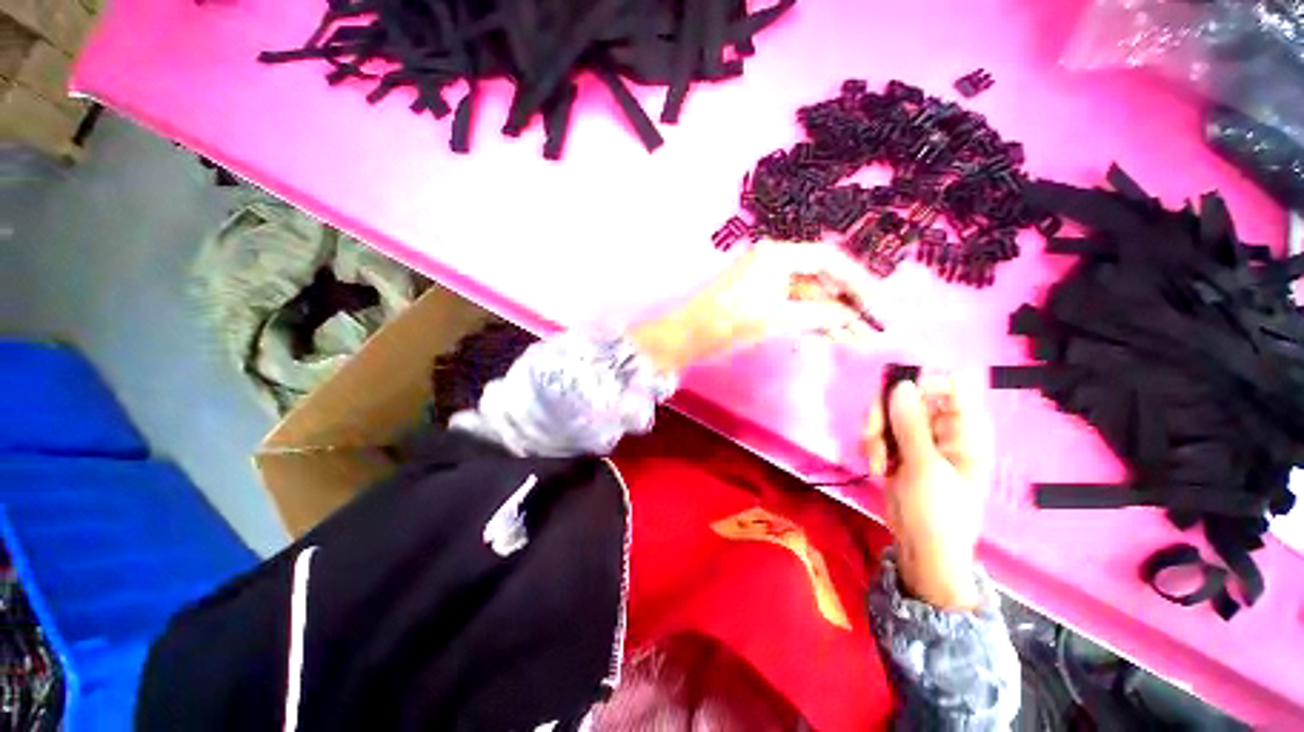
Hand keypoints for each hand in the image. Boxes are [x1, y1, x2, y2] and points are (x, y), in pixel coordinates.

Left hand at [630, 240, 882, 373]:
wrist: (688, 336)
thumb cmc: (729, 322)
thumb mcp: (777, 317)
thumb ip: (818, 313)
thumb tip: (852, 315)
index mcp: (779, 255)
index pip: (829, 261)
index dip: (858, 281)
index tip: (877, 305)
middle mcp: (776, 263)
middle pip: (822, 280)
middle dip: (848, 305)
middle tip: (873, 328)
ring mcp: (769, 283)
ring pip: (810, 298)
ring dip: (833, 318)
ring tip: (861, 340)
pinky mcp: (763, 301)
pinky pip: (795, 308)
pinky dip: (813, 322)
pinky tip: (835, 337)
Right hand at [862, 374, 993, 609]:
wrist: (922, 547)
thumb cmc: (938, 512)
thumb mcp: (924, 467)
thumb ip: (911, 425)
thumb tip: (901, 385)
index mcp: (964, 430)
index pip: (953, 386)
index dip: (925, 382)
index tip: (899, 396)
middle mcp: (941, 429)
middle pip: (909, 395)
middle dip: (885, 413)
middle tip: (873, 434)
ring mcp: (918, 439)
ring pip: (887, 412)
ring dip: (874, 432)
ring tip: (876, 460)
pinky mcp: (898, 449)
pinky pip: (879, 431)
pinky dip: (871, 444)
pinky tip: (875, 466)